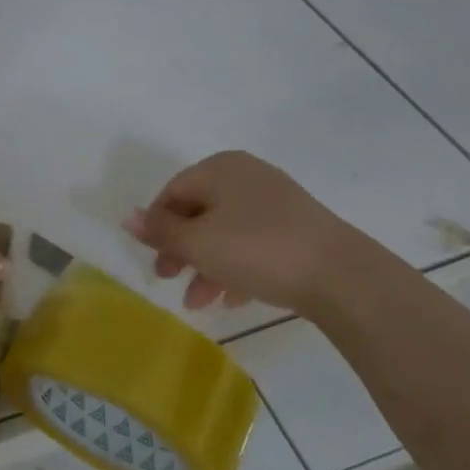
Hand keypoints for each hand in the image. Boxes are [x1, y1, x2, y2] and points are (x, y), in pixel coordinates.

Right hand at [124, 151, 365, 315]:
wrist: (341, 276)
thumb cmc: (257, 250)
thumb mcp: (197, 243)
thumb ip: (160, 231)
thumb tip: (127, 217)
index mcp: (219, 168)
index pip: (172, 192)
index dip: (157, 227)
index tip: (155, 261)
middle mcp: (246, 175)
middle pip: (198, 212)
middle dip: (181, 250)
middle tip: (170, 279)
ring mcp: (276, 201)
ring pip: (225, 231)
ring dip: (206, 265)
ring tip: (200, 302)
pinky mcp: (298, 228)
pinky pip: (253, 243)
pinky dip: (236, 266)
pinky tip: (233, 298)